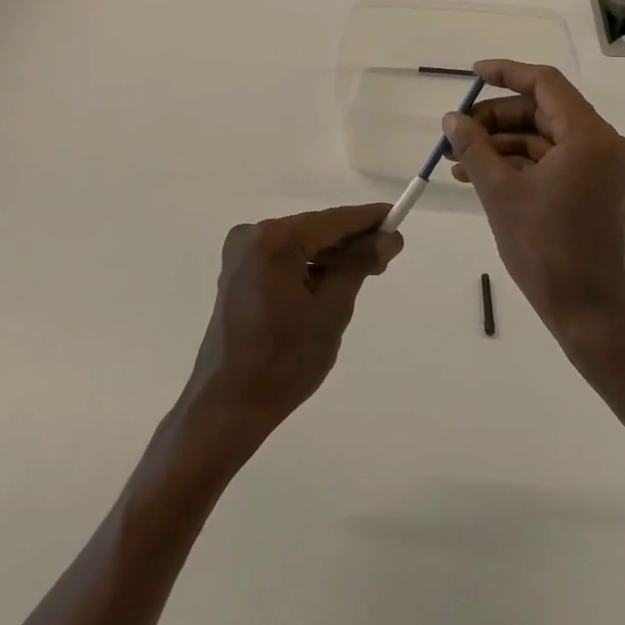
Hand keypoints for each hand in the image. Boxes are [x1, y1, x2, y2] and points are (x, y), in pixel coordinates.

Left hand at [180, 205, 402, 457]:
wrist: (228, 405)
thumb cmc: (284, 361)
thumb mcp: (332, 310)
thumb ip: (359, 265)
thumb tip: (388, 237)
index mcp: (274, 239)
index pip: (333, 221)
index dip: (368, 219)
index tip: (397, 219)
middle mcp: (253, 235)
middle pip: (315, 229)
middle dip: (350, 242)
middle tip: (386, 258)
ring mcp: (241, 253)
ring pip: (300, 243)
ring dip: (330, 256)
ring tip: (363, 274)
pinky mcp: (238, 271)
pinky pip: (283, 258)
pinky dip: (307, 266)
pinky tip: (330, 284)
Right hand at [443, 61, 624, 352]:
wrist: (591, 314)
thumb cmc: (546, 250)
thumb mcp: (500, 193)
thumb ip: (474, 147)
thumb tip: (451, 118)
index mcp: (589, 137)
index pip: (545, 84)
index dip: (506, 74)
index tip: (472, 75)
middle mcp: (603, 144)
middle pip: (543, 111)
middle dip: (496, 118)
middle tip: (457, 131)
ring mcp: (602, 169)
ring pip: (545, 138)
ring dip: (502, 144)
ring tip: (459, 159)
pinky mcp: (595, 190)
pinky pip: (553, 162)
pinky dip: (520, 164)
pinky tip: (481, 176)